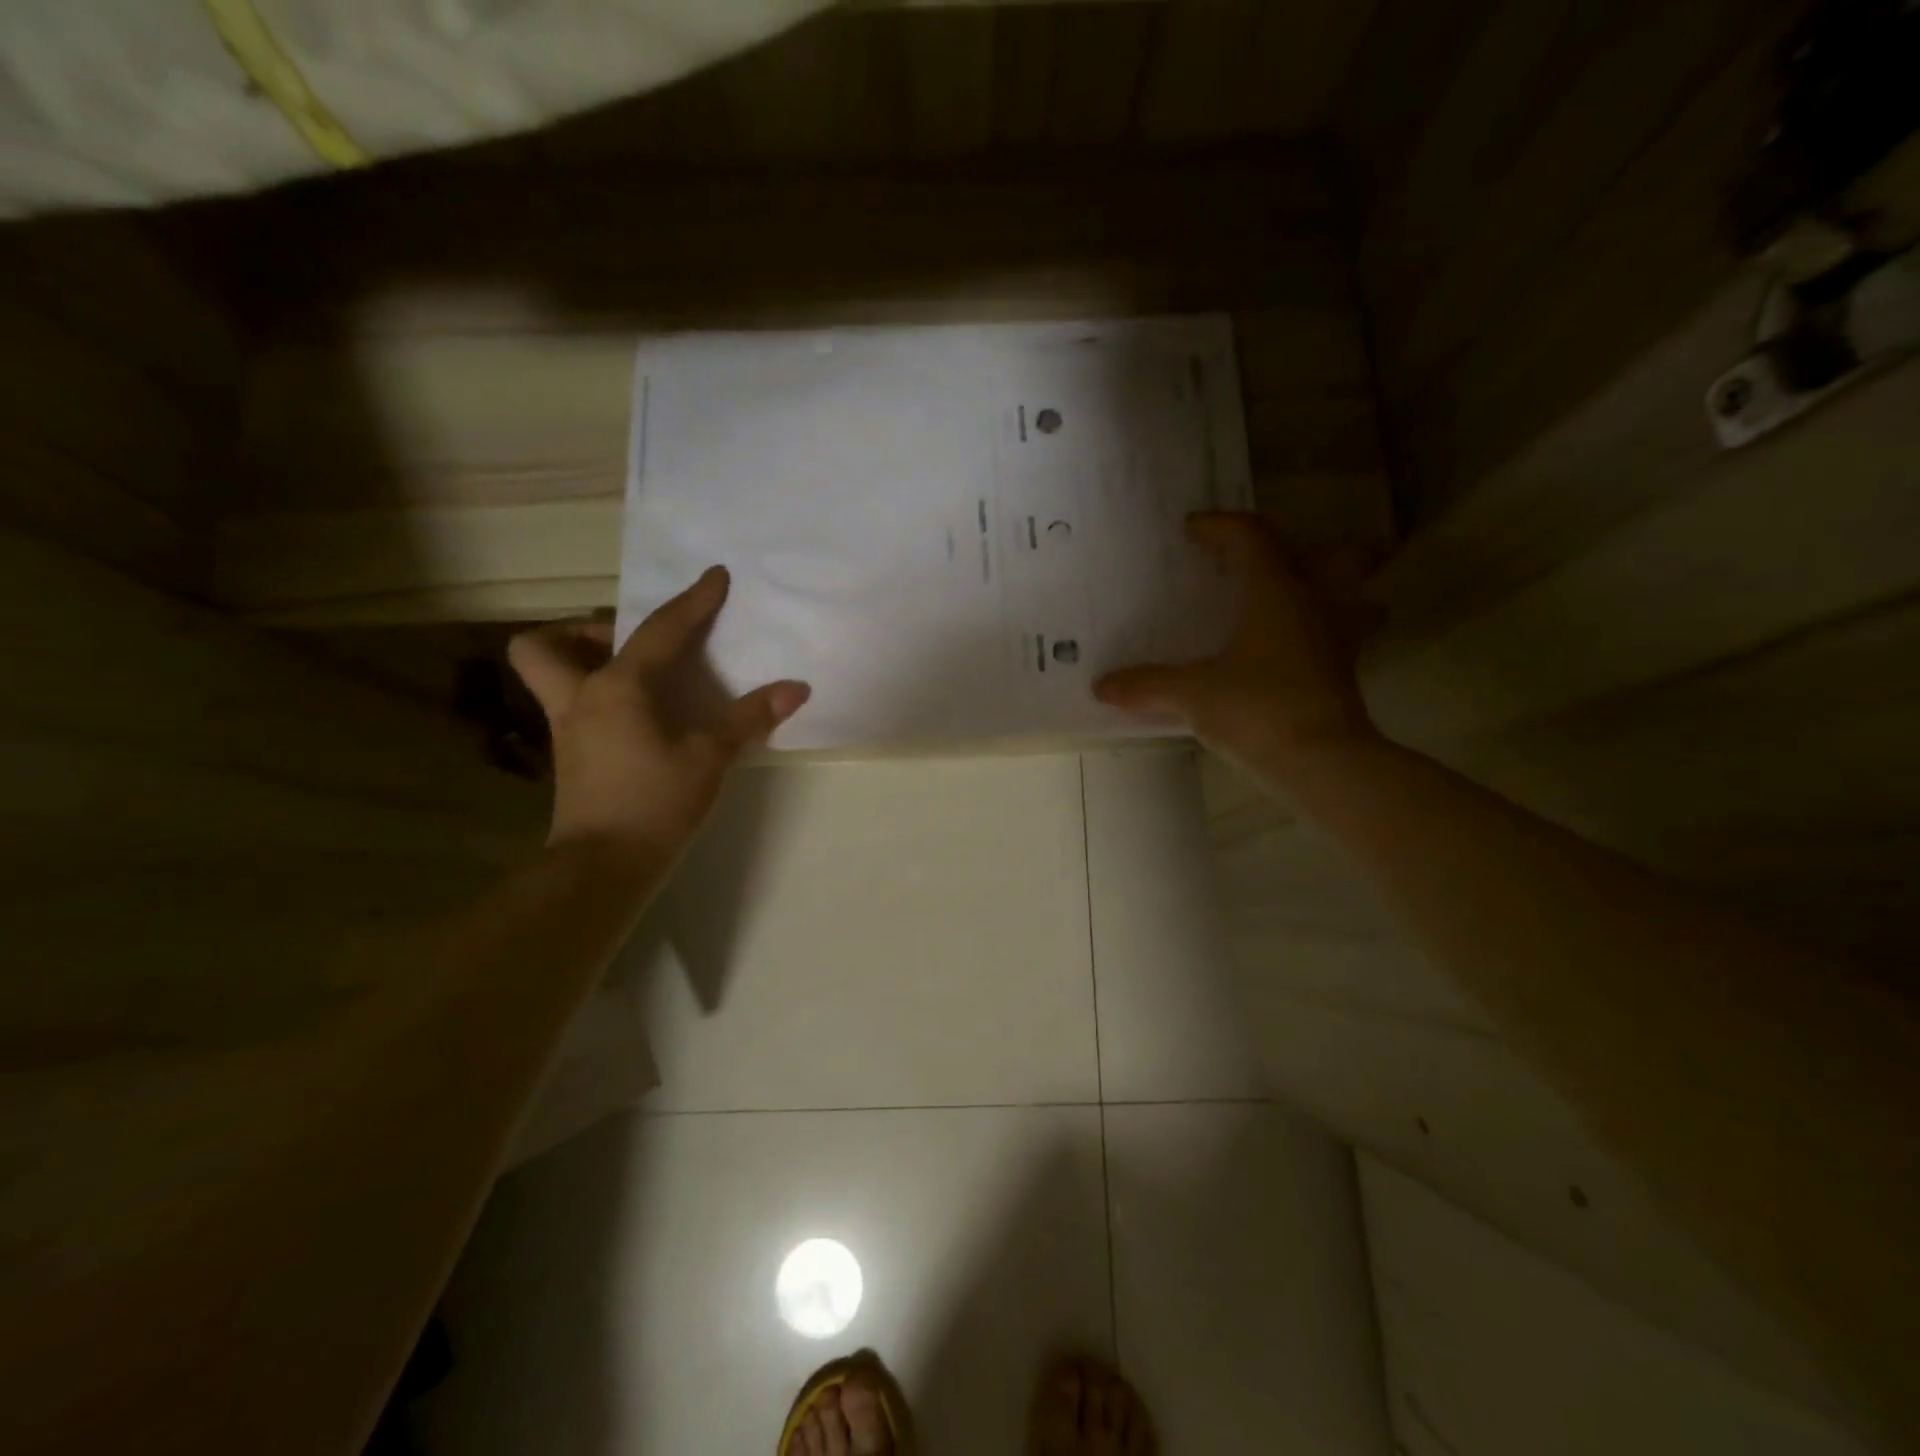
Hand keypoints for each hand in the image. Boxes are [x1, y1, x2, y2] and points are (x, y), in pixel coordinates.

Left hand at [508, 566, 809, 869]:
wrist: (603, 866)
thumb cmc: (656, 802)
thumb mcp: (710, 757)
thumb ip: (750, 718)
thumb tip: (796, 688)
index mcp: (618, 688)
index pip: (660, 631)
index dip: (692, 602)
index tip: (715, 576)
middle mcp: (581, 698)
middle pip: (545, 644)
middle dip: (582, 633)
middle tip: (632, 646)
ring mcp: (568, 730)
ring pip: (549, 676)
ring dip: (583, 663)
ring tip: (640, 681)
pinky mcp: (571, 758)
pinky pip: (574, 707)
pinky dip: (600, 699)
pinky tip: (641, 721)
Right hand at [1094, 512, 1380, 779]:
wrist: (1321, 763)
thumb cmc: (1257, 709)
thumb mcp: (1192, 694)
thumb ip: (1147, 685)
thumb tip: (1102, 685)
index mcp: (1276, 591)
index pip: (1252, 538)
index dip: (1221, 526)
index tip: (1192, 529)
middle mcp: (1315, 604)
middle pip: (1340, 555)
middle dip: (1315, 547)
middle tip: (1278, 559)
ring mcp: (1338, 640)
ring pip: (1356, 598)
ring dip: (1339, 591)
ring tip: (1304, 601)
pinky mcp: (1343, 676)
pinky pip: (1341, 639)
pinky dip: (1323, 635)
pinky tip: (1295, 654)